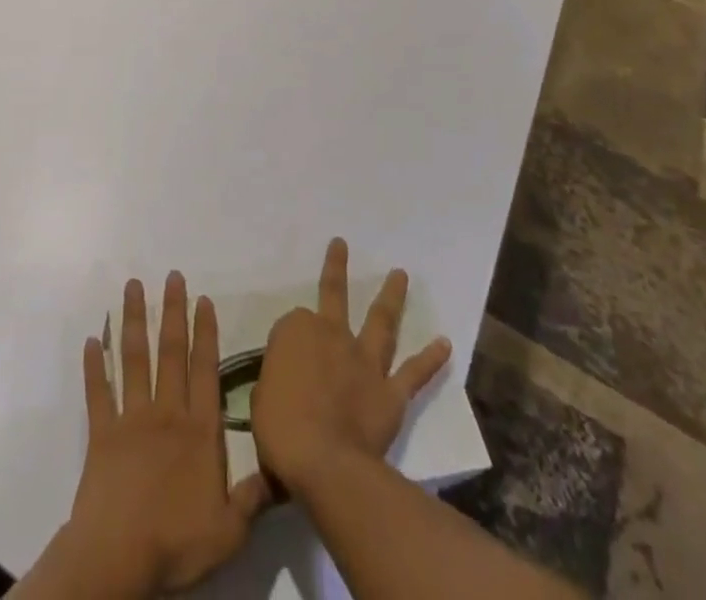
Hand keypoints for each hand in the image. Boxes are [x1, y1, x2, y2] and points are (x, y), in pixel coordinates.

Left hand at [58, 272, 271, 597]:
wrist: (118, 557)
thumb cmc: (176, 543)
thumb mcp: (229, 532)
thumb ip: (253, 497)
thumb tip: (282, 470)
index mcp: (199, 432)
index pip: (205, 371)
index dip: (205, 333)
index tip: (203, 299)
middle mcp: (167, 413)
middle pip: (170, 352)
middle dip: (172, 311)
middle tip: (172, 276)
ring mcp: (132, 419)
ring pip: (134, 359)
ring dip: (133, 320)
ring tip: (133, 286)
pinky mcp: (102, 432)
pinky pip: (97, 392)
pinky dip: (94, 366)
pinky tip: (92, 339)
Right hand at [250, 238, 452, 497]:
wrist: (324, 461)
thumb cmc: (280, 429)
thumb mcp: (260, 402)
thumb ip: (272, 391)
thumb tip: (274, 410)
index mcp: (294, 331)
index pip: (293, 325)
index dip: (291, 342)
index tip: (287, 362)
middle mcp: (331, 334)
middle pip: (332, 295)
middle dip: (335, 267)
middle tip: (341, 243)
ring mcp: (363, 360)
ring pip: (380, 320)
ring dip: (391, 296)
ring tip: (401, 273)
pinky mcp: (390, 391)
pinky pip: (414, 372)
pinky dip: (431, 358)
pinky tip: (446, 343)